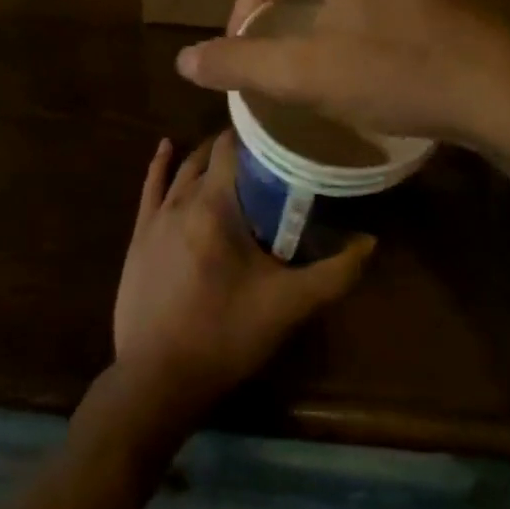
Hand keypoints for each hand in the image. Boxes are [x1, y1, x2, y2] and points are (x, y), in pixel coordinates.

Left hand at [112, 134, 370, 429]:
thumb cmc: (226, 335)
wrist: (159, 376)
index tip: (282, 132)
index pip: (233, 148)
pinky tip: (166, 147)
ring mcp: (155, 217)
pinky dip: (160, 165)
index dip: (256, 134)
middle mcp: (182, 200)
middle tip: (266, 149)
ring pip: (182, 170)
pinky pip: (149, 188)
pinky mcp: (139, 236)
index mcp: (216, 206)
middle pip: (209, 157)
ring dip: (204, 157)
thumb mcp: (289, 305)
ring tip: (230, 150)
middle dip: (236, 148)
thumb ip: (335, 272)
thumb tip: (370, 241)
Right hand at [173, 0, 509, 187]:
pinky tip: (384, 60)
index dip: (241, 19)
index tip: (240, 60)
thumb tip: (183, 60)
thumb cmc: (400, 73)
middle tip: (279, 65)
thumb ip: (240, 64)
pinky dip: (371, 24)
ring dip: (328, 22)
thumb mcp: (308, 75)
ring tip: (326, 65)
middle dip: (285, 20)